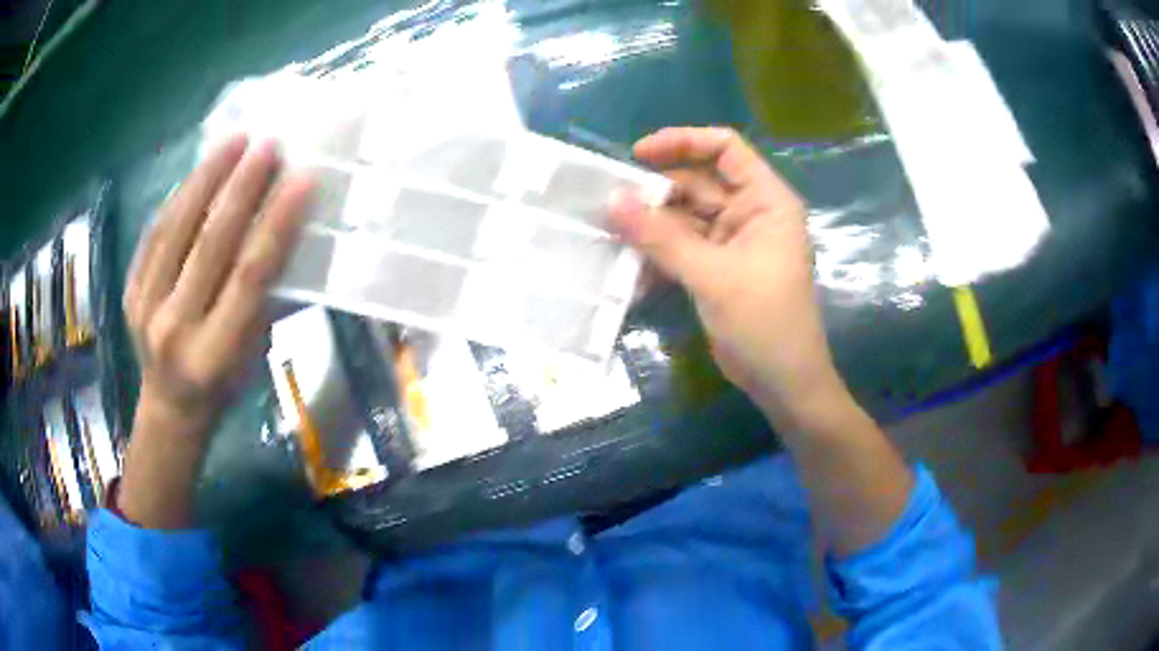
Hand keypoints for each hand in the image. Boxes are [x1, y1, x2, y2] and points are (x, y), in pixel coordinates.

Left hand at [124, 135, 311, 432]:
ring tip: (233, 141)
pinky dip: (178, 198)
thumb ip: (263, 299)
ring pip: (176, 230)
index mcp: (214, 355)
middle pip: (209, 246)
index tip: (301, 179)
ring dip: (207, 180)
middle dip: (241, 189)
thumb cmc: (223, 385)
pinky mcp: (130, 292)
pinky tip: (199, 171)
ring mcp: (145, 308)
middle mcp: (175, 330)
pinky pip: (154, 235)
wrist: (170, 407)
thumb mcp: (253, 355)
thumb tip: (284, 232)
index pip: (248, 278)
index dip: (275, 225)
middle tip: (267, 146)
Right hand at [610, 127, 841, 431]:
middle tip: (610, 204)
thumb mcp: (712, 276)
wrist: (784, 383)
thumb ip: (661, 237)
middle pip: (699, 184)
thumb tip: (611, 200)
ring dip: (652, 226)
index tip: (638, 155)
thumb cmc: (764, 322)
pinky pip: (684, 248)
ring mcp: (735, 242)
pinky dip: (660, 254)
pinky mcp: (720, 269)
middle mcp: (751, 213)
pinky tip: (630, 267)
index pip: (725, 148)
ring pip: (686, 218)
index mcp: (765, 200)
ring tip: (610, 233)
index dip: (682, 142)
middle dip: (656, 193)